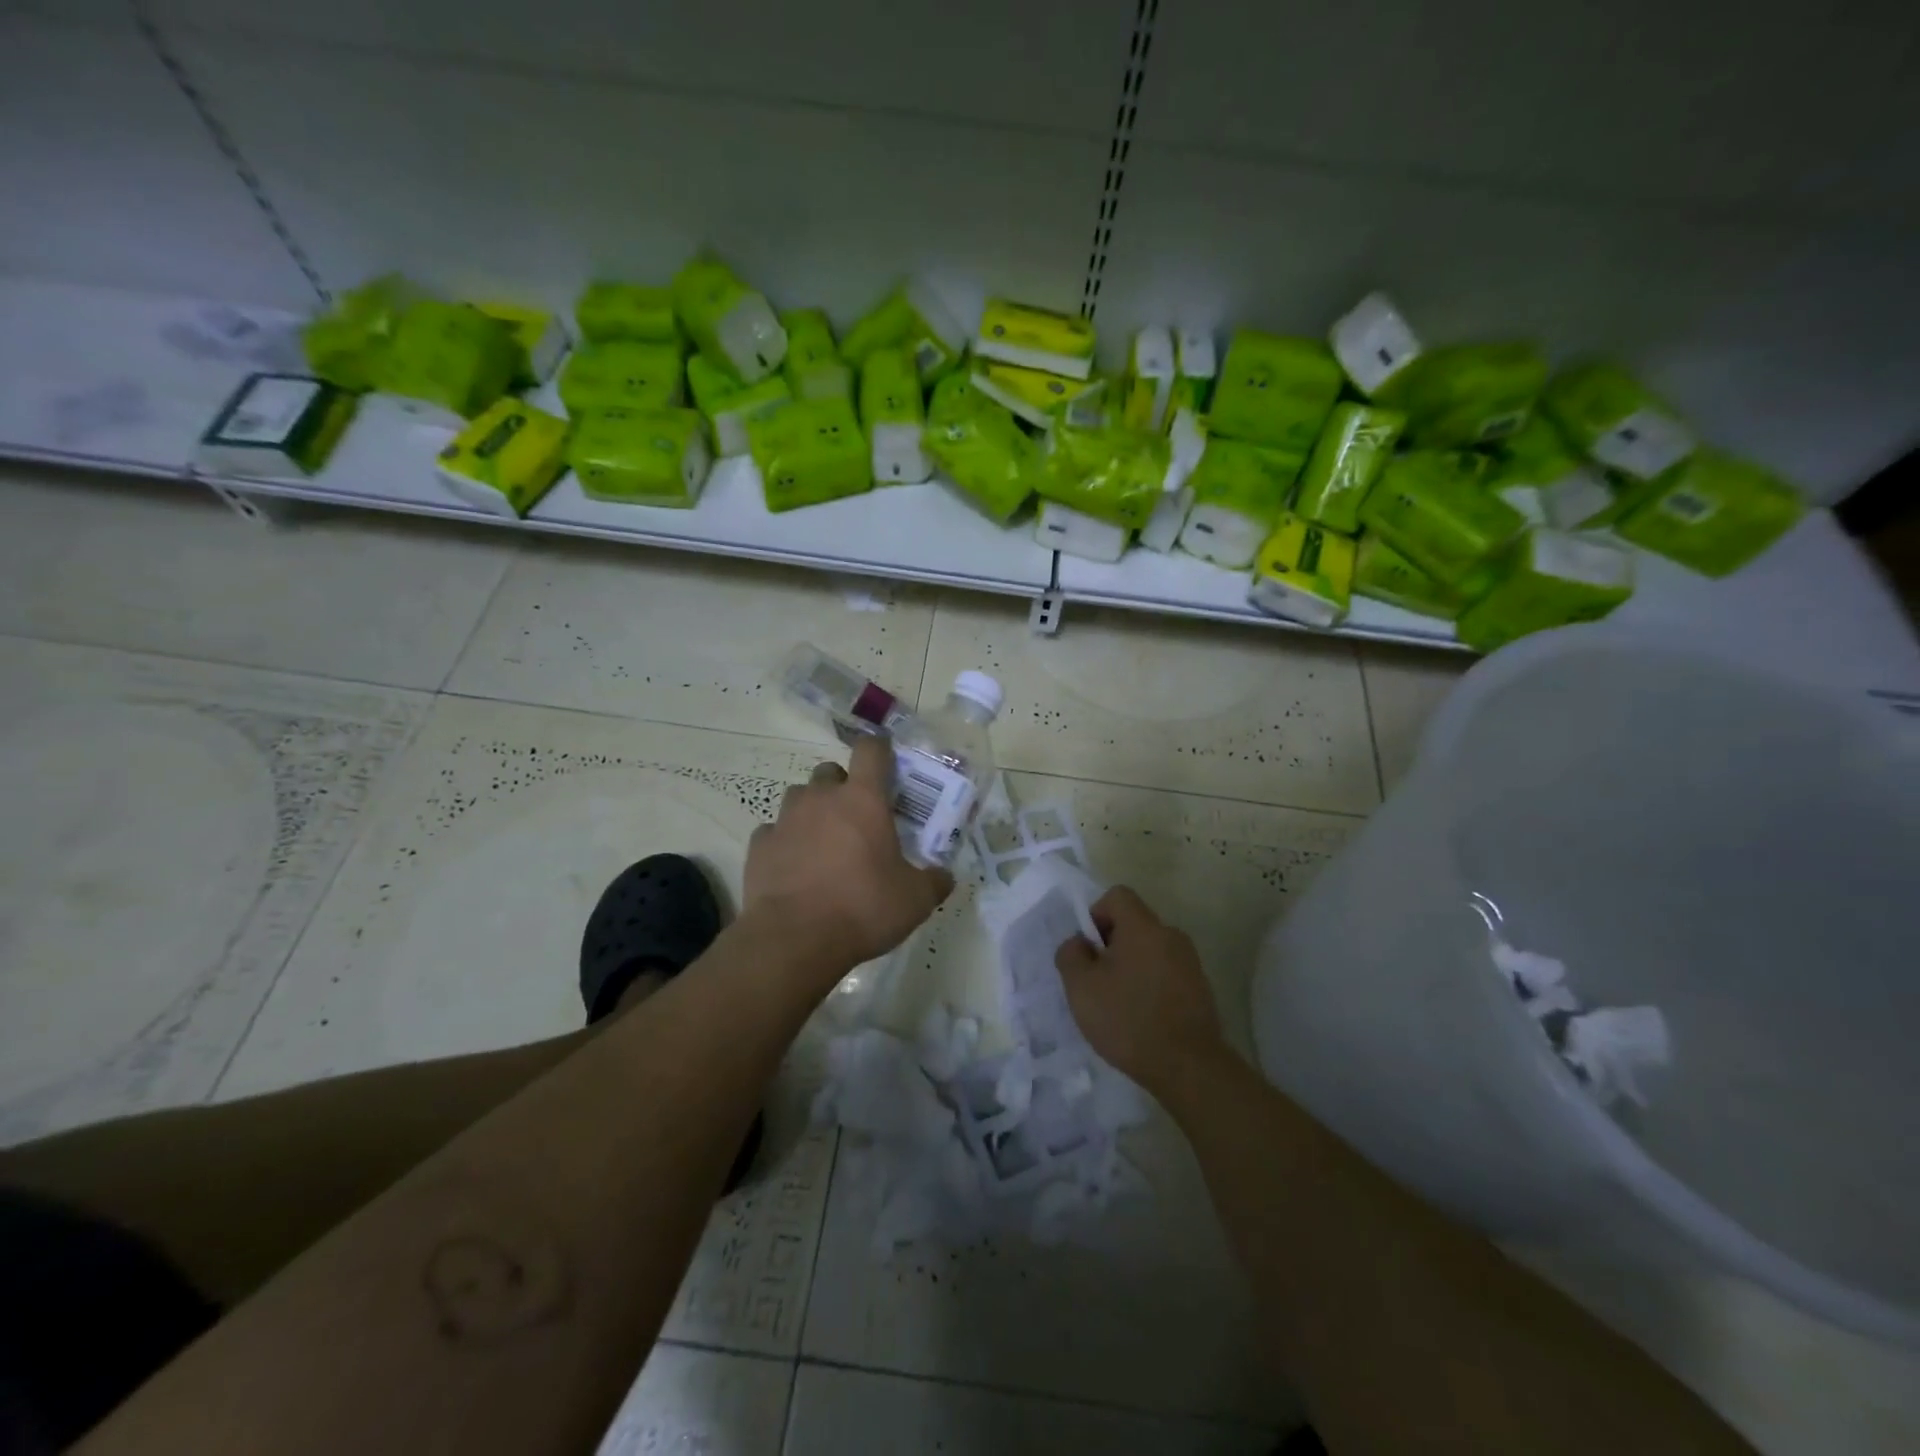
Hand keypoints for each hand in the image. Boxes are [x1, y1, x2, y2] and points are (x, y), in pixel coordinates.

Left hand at [745, 735, 953, 973]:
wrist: (794, 939)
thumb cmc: (863, 908)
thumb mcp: (915, 900)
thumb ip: (934, 881)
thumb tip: (944, 876)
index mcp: (863, 800)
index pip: (871, 750)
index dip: (880, 751)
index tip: (887, 765)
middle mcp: (822, 798)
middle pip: (831, 771)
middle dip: (844, 787)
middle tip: (857, 818)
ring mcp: (785, 820)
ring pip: (799, 797)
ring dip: (813, 811)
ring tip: (824, 842)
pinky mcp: (759, 846)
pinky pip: (774, 831)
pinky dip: (785, 842)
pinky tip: (795, 867)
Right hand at [1055, 885, 1224, 1094]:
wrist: (1188, 1066)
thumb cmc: (1128, 1019)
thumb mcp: (1081, 987)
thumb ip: (1071, 954)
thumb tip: (1079, 943)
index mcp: (1143, 927)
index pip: (1118, 895)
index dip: (1096, 914)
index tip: (1089, 949)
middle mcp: (1171, 935)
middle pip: (1134, 923)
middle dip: (1112, 944)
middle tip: (1098, 979)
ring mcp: (1190, 962)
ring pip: (1150, 949)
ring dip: (1131, 966)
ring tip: (1118, 1002)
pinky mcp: (1200, 989)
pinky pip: (1167, 972)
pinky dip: (1151, 984)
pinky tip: (1142, 1017)